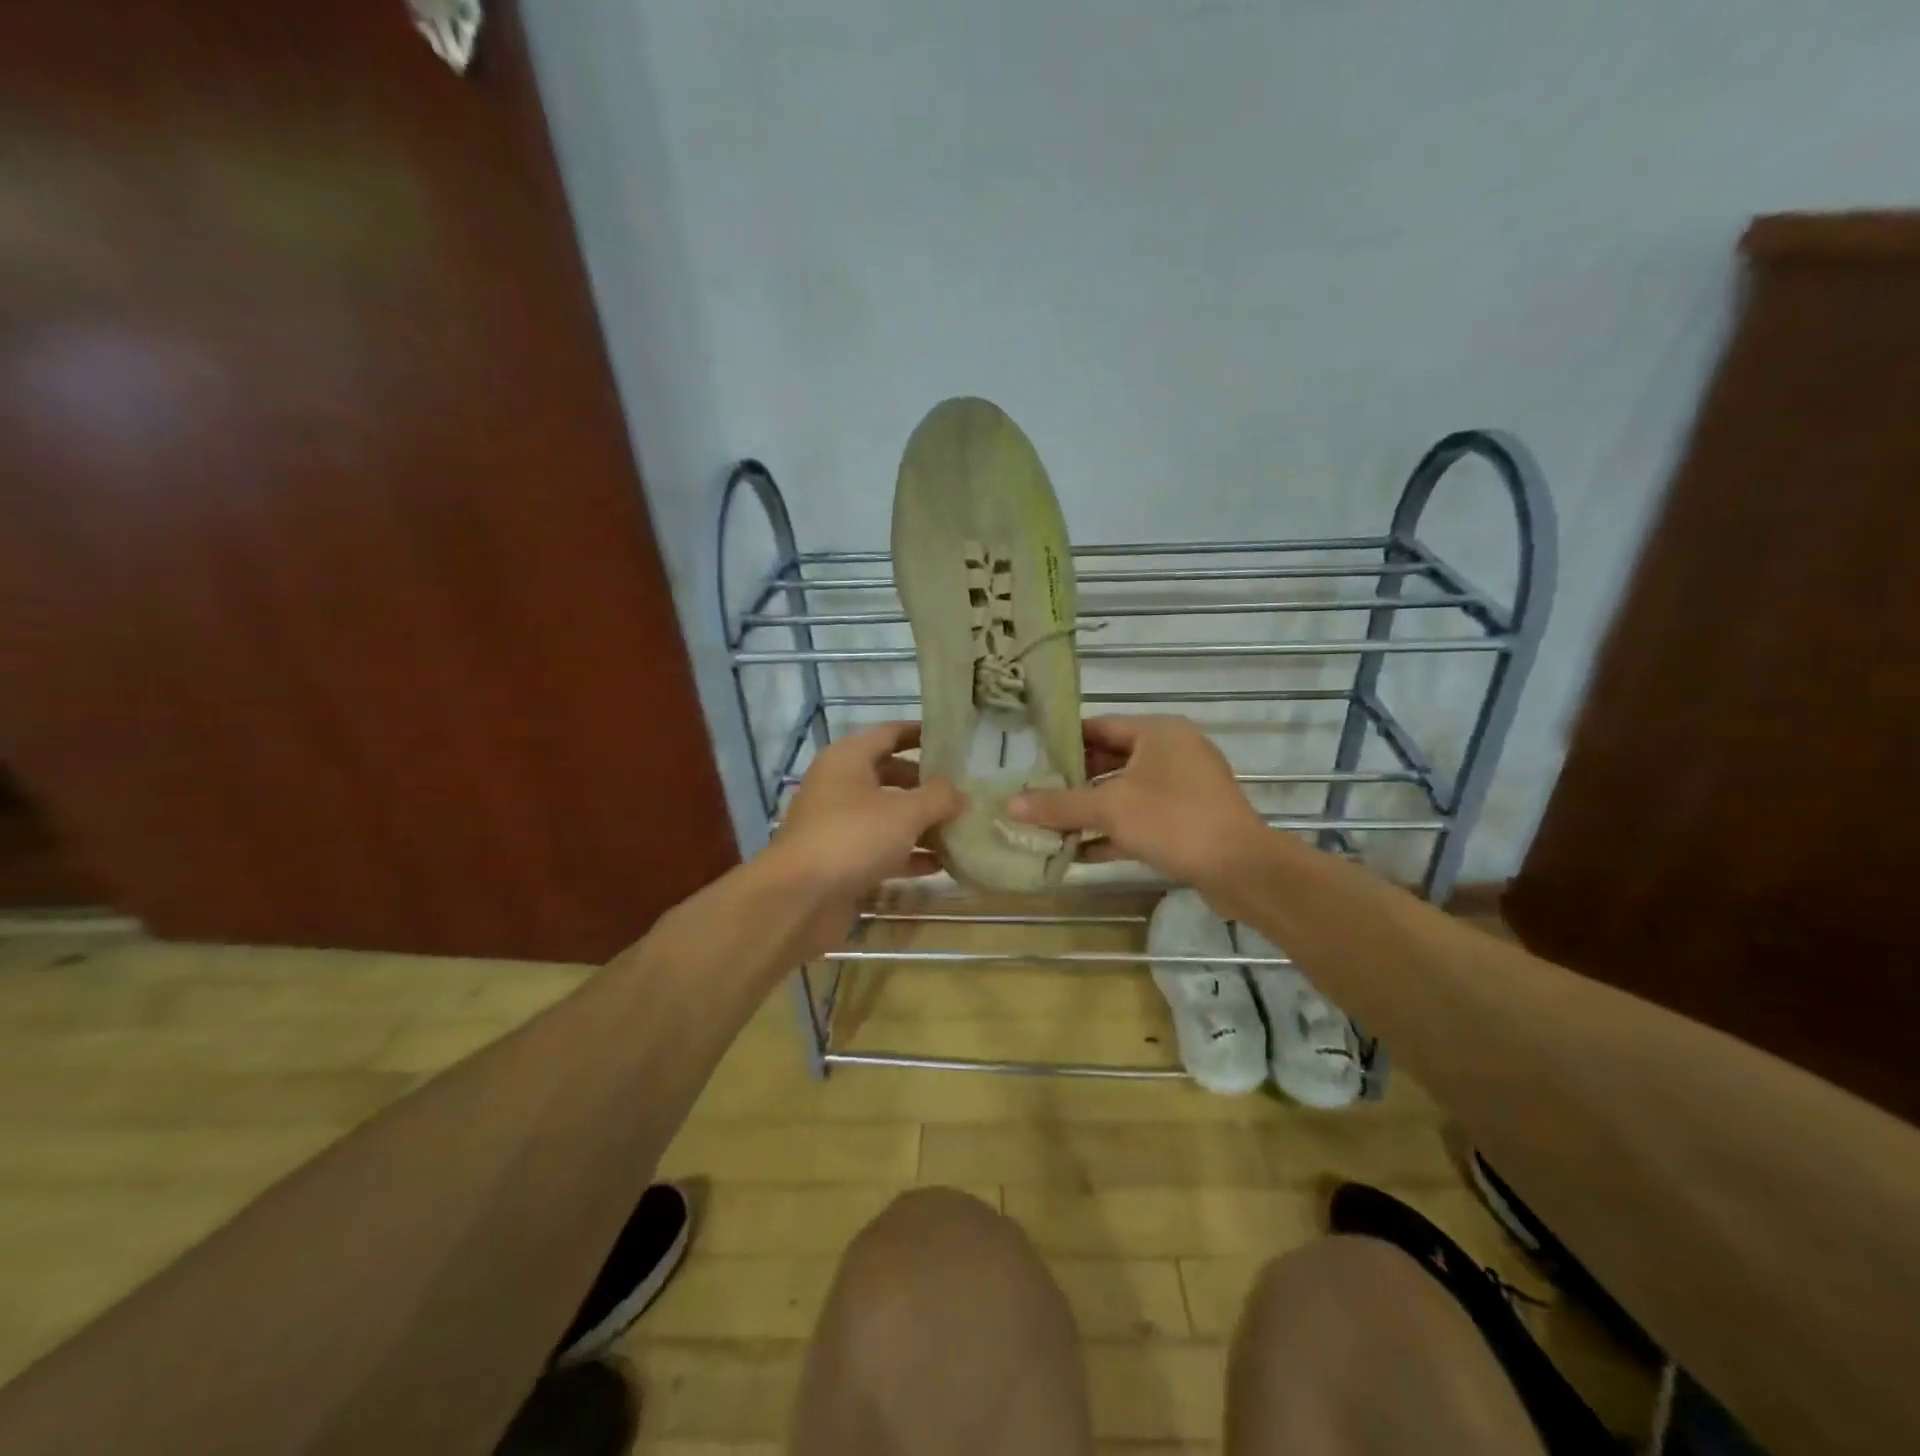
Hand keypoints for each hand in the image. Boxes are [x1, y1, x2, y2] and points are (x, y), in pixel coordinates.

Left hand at [763, 722, 961, 955]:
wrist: (799, 899)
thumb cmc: (853, 838)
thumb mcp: (905, 813)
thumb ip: (938, 797)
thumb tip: (960, 793)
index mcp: (848, 759)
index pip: (890, 733)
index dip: (921, 733)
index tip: (954, 739)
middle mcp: (840, 785)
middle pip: (890, 775)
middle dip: (926, 784)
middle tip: (963, 790)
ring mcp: (838, 824)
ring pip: (887, 815)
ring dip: (921, 823)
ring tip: (960, 829)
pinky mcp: (841, 860)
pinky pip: (881, 848)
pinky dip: (908, 854)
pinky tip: (940, 865)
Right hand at [1008, 716, 1267, 889]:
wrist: (1241, 868)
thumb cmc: (1173, 820)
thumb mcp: (1110, 809)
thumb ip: (1059, 805)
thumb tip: (1010, 805)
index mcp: (1158, 732)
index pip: (1100, 727)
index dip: (1064, 742)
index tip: (1031, 757)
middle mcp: (1172, 752)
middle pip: (1111, 760)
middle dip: (1073, 781)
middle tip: (1035, 792)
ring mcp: (1184, 787)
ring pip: (1125, 792)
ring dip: (1091, 810)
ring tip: (1049, 823)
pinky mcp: (1189, 820)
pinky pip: (1142, 818)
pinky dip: (1114, 831)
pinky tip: (1080, 851)